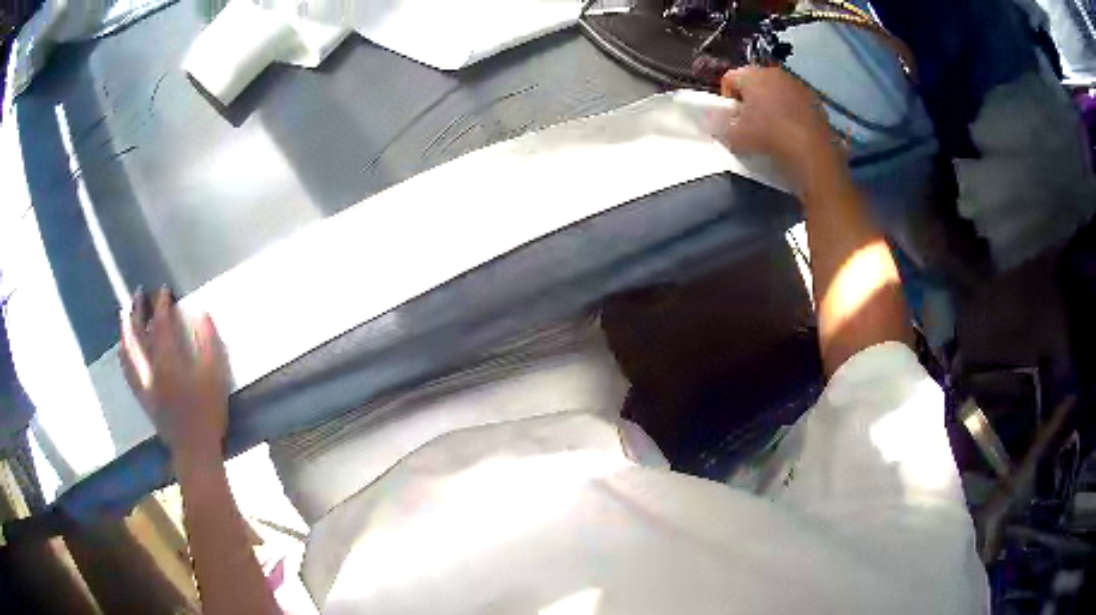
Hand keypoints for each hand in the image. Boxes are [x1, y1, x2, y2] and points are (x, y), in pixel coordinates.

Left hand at [120, 288, 228, 463]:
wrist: (195, 450)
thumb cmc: (208, 413)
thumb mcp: (215, 376)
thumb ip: (209, 343)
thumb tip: (203, 314)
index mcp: (168, 361)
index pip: (160, 325)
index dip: (161, 305)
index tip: (164, 290)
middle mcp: (151, 368)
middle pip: (138, 335)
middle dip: (137, 311)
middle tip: (138, 294)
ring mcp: (145, 384)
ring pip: (129, 352)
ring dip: (125, 331)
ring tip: (124, 315)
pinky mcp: (143, 397)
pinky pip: (128, 373)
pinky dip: (124, 357)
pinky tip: (122, 350)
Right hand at [712, 66, 843, 192]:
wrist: (812, 154)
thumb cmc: (769, 138)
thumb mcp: (735, 137)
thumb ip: (719, 125)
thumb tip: (711, 119)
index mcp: (752, 75)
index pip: (729, 78)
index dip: (726, 98)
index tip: (731, 118)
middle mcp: (775, 73)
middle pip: (755, 82)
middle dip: (750, 99)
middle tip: (750, 123)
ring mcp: (798, 85)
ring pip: (777, 91)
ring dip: (772, 104)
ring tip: (773, 129)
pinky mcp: (816, 100)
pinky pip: (797, 102)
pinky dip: (792, 112)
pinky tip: (792, 132)